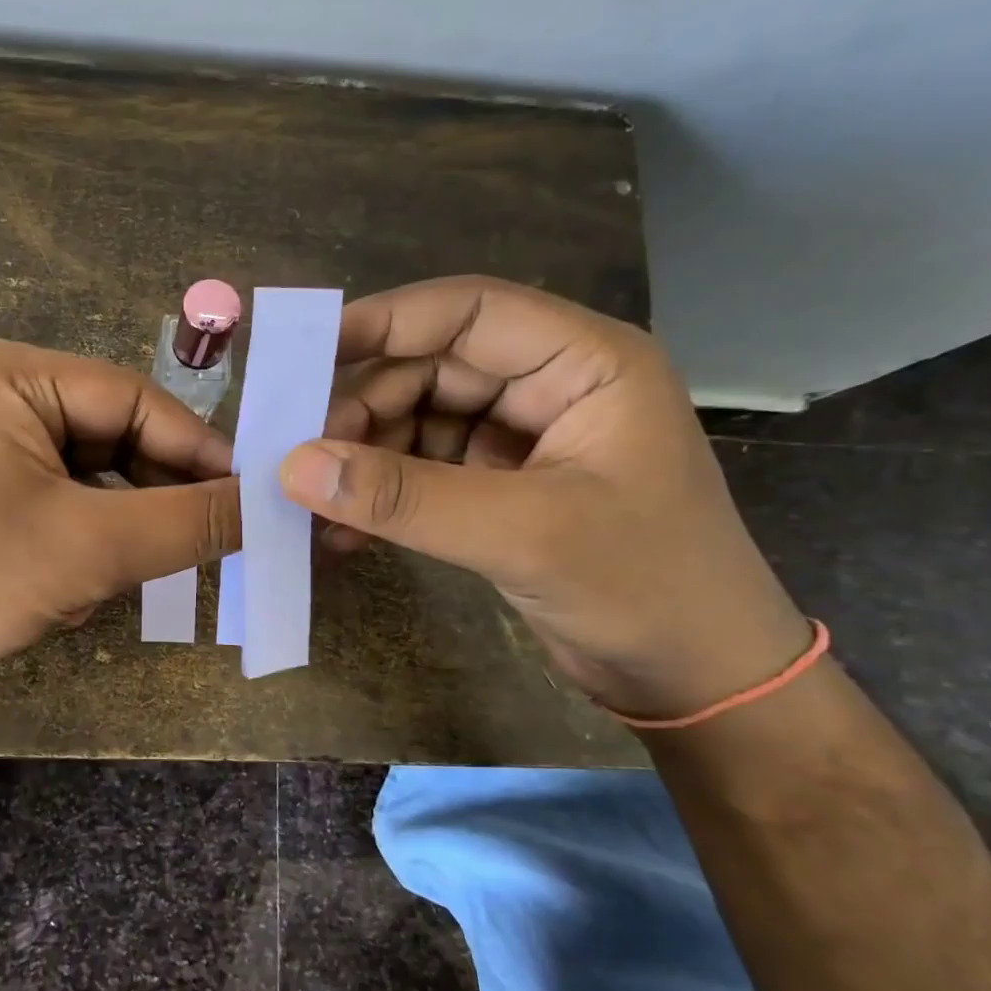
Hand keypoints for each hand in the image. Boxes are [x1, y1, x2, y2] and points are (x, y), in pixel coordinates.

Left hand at [0, 337, 239, 700]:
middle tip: (215, 536)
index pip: (133, 398)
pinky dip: (85, 533)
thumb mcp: (93, 548)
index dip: (199, 449)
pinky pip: (54, 495)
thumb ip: (191, 521)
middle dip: (156, 491)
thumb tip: (271, 503)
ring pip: (86, 471)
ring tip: (149, 564)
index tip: (253, 494)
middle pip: (110, 433)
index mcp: (9, 373)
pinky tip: (93, 575)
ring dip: (121, 520)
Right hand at [281, 276, 810, 719]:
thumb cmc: (645, 587)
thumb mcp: (523, 534)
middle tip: (301, 458)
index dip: (383, 321)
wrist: (696, 678)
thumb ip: (407, 498)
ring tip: (316, 505)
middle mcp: (548, 388)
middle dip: (363, 410)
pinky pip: (420, 472)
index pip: (468, 312)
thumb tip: (295, 467)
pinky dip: (381, 496)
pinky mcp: (497, 489)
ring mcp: (520, 441)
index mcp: (583, 363)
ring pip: (416, 422)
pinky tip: (344, 531)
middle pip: (430, 369)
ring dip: (364, 460)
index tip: (304, 354)